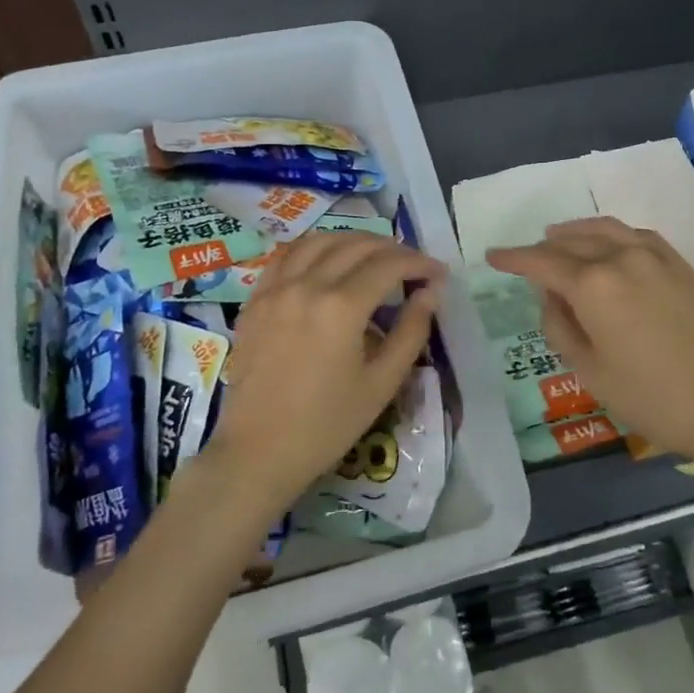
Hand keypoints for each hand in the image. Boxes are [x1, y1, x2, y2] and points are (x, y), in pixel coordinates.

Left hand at [203, 231, 442, 512]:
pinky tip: (326, 260)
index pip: (389, 265)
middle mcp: (307, 285)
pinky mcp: (256, 299)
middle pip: (356, 246)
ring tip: (373, 256)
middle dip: (392, 249)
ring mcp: (276, 288)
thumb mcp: (382, 383)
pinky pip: (287, 256)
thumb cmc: (327, 425)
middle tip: (412, 266)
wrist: (260, 451)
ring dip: (352, 241)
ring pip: (319, 241)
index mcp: (342, 307)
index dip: (419, 263)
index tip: (438, 274)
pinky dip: (314, 248)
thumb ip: (411, 331)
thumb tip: (430, 292)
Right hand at [487, 217, 693, 478]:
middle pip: (571, 242)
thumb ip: (559, 325)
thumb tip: (550, 296)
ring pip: (604, 230)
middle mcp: (621, 258)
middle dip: (542, 248)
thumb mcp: (589, 370)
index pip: (541, 261)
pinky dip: (612, 234)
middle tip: (524, 257)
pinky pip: (636, 236)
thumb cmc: (651, 397)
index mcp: (593, 284)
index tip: (492, 255)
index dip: (513, 258)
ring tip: (557, 237)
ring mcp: (656, 257)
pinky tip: (608, 245)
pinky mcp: (681, 265)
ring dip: (576, 232)